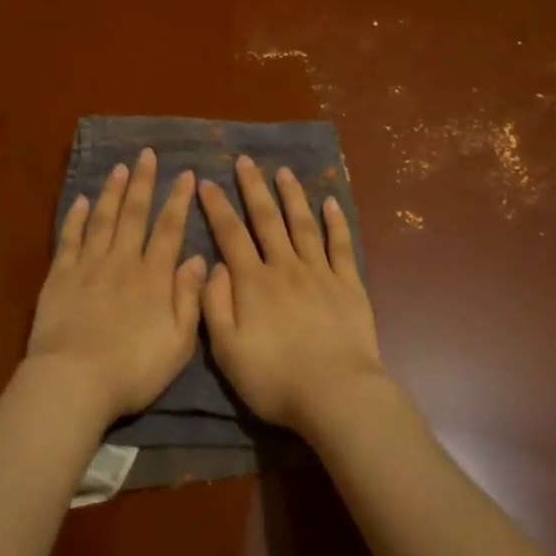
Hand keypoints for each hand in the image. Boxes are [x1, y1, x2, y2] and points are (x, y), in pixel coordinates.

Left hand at [26, 148, 205, 426]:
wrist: (74, 381)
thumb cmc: (133, 369)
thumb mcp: (178, 342)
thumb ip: (190, 298)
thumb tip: (200, 259)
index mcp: (153, 277)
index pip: (169, 229)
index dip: (178, 200)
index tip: (185, 174)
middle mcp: (122, 261)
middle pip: (134, 214)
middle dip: (143, 182)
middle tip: (147, 154)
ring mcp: (88, 266)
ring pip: (102, 219)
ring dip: (112, 192)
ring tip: (120, 168)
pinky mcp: (59, 276)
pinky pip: (70, 239)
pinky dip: (76, 218)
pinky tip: (80, 201)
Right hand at [197, 156, 385, 434]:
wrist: (336, 394)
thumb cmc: (275, 378)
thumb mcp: (227, 350)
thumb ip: (214, 305)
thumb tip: (213, 266)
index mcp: (252, 282)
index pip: (230, 234)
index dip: (216, 206)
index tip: (206, 181)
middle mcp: (284, 267)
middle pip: (266, 219)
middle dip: (253, 188)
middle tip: (245, 161)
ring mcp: (319, 272)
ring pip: (302, 224)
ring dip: (292, 196)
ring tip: (284, 172)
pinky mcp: (349, 284)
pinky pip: (341, 245)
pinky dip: (335, 222)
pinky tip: (330, 203)